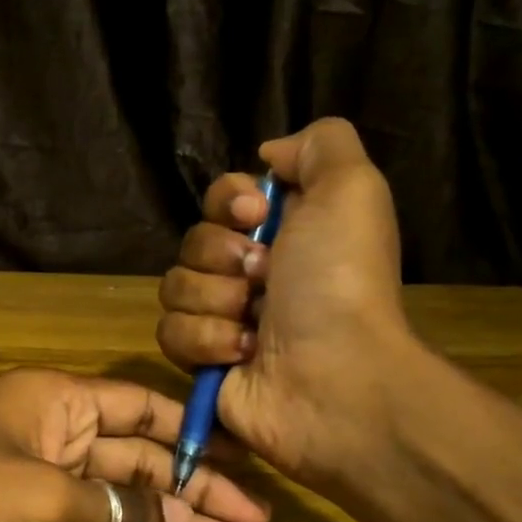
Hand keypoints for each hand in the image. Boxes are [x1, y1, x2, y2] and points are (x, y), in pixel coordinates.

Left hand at [0, 368, 270, 521]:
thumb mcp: (39, 496)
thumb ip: (114, 511)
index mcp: (55, 402)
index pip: (141, 411)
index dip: (194, 439)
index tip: (244, 471)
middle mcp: (49, 438)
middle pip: (135, 462)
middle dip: (190, 493)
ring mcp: (32, 490)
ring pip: (114, 505)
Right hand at [156, 117, 426, 489]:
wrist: (334, 377)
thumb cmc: (340, 282)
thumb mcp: (352, 190)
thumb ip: (319, 145)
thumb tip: (267, 155)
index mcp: (283, 231)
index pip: (223, 196)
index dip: (229, 202)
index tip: (256, 216)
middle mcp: (251, 271)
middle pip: (192, 241)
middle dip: (222, 257)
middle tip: (263, 277)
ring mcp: (223, 317)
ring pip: (174, 286)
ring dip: (216, 302)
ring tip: (256, 325)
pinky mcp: (202, 360)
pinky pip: (169, 332)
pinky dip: (206, 341)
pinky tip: (242, 354)